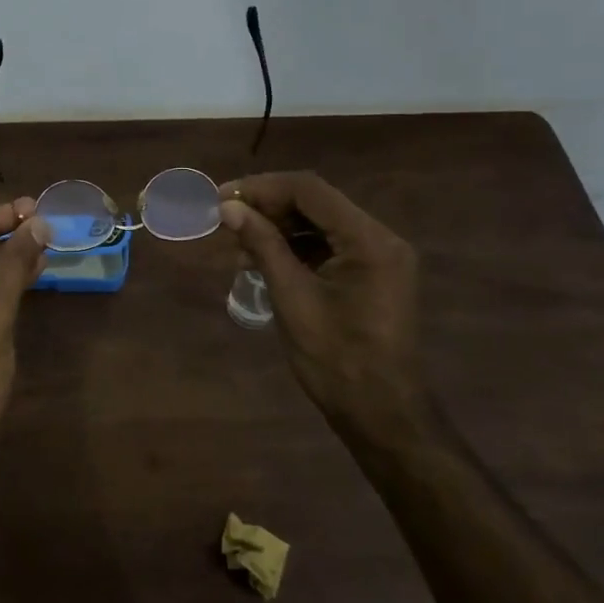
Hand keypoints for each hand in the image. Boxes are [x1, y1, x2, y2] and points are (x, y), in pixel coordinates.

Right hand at [218, 172, 421, 427]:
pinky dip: (294, 248)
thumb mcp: (292, 297)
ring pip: (320, 223)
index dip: (261, 187)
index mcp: (369, 240)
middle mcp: (380, 238)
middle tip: (224, 218)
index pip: (309, 190)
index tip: (221, 197)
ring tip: (236, 243)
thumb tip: (228, 208)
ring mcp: (378, 257)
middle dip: (267, 206)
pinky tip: (261, 260)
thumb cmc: (336, 359)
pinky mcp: (371, 275)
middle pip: (316, 203)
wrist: (382, 414)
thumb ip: (262, 245)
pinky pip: (328, 246)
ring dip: (278, 227)